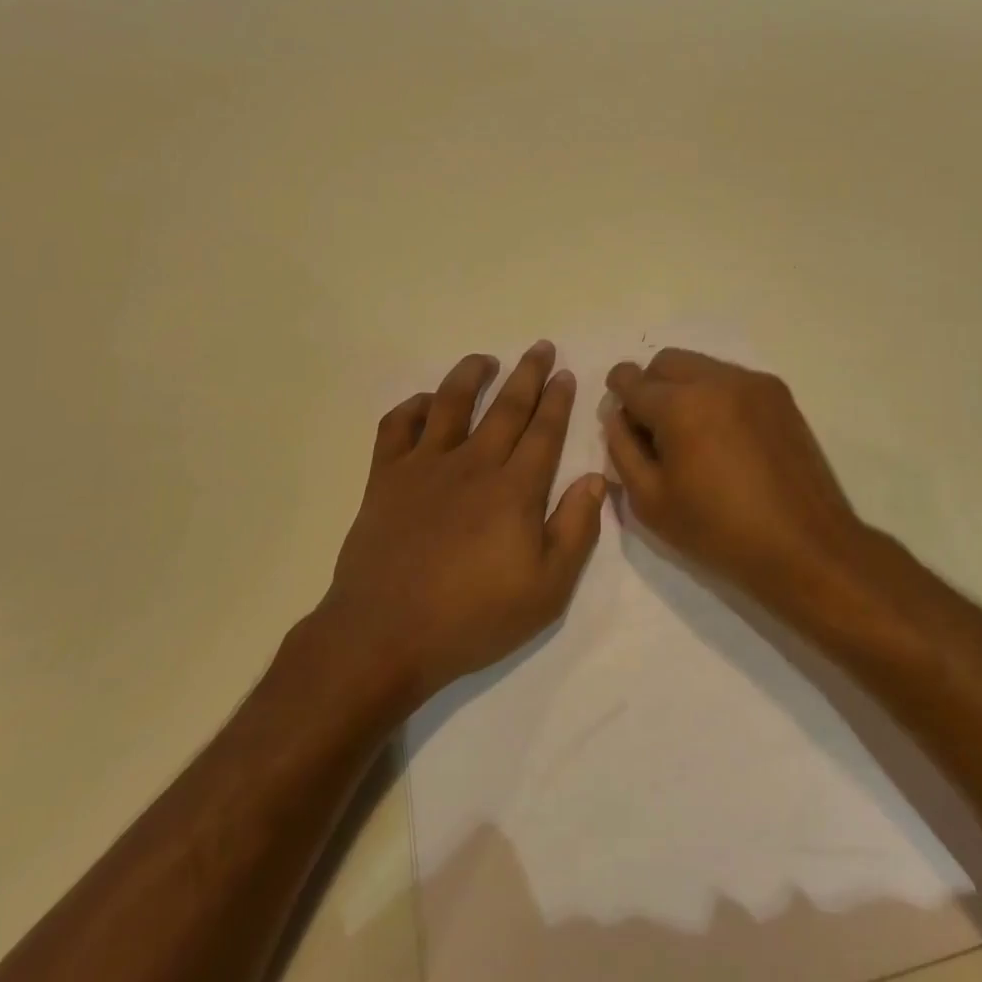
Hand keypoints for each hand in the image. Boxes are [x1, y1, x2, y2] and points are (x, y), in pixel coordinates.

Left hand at [323, 342, 605, 705]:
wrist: (385, 634)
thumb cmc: (473, 617)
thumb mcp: (546, 589)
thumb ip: (576, 530)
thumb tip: (596, 479)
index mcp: (514, 489)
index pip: (544, 431)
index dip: (558, 400)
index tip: (566, 374)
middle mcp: (472, 464)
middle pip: (506, 407)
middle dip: (528, 374)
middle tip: (541, 348)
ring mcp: (425, 466)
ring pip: (452, 403)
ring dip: (471, 375)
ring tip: (485, 360)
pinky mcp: (387, 477)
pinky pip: (398, 426)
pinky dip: (413, 407)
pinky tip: (426, 402)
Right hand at [602, 349, 869, 602]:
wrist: (804, 546)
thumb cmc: (718, 531)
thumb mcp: (650, 501)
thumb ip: (622, 450)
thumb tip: (617, 417)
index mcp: (680, 405)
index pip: (631, 379)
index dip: (617, 395)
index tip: (622, 418)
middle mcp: (715, 380)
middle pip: (665, 362)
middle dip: (650, 386)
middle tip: (654, 431)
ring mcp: (752, 382)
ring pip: (699, 366)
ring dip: (683, 389)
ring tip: (693, 436)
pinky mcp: (778, 394)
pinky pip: (730, 379)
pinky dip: (715, 396)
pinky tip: (725, 438)